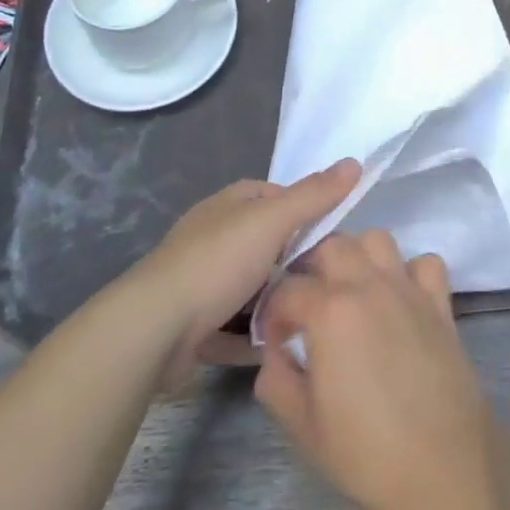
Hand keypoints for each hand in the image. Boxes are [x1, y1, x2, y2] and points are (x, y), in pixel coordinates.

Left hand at [132, 160, 359, 385]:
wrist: (154, 329)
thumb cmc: (217, 263)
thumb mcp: (272, 221)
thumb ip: (314, 195)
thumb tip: (354, 161)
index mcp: (229, 205)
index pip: (276, 197)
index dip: (304, 212)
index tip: (332, 238)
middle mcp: (213, 237)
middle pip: (266, 246)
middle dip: (292, 264)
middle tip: (325, 283)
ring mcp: (201, 282)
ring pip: (251, 289)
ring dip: (275, 303)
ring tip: (309, 318)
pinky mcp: (193, 325)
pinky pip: (234, 327)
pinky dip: (253, 336)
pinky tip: (279, 348)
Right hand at [255, 233, 503, 509]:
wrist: (444, 465)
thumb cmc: (368, 451)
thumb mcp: (304, 427)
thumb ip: (276, 381)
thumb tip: (275, 353)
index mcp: (329, 312)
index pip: (287, 289)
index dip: (273, 312)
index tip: (275, 339)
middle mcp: (367, 286)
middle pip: (332, 245)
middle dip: (312, 268)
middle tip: (308, 303)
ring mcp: (407, 289)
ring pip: (377, 239)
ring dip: (359, 256)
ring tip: (351, 290)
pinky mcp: (439, 302)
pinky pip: (425, 263)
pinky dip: (410, 271)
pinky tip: (400, 298)